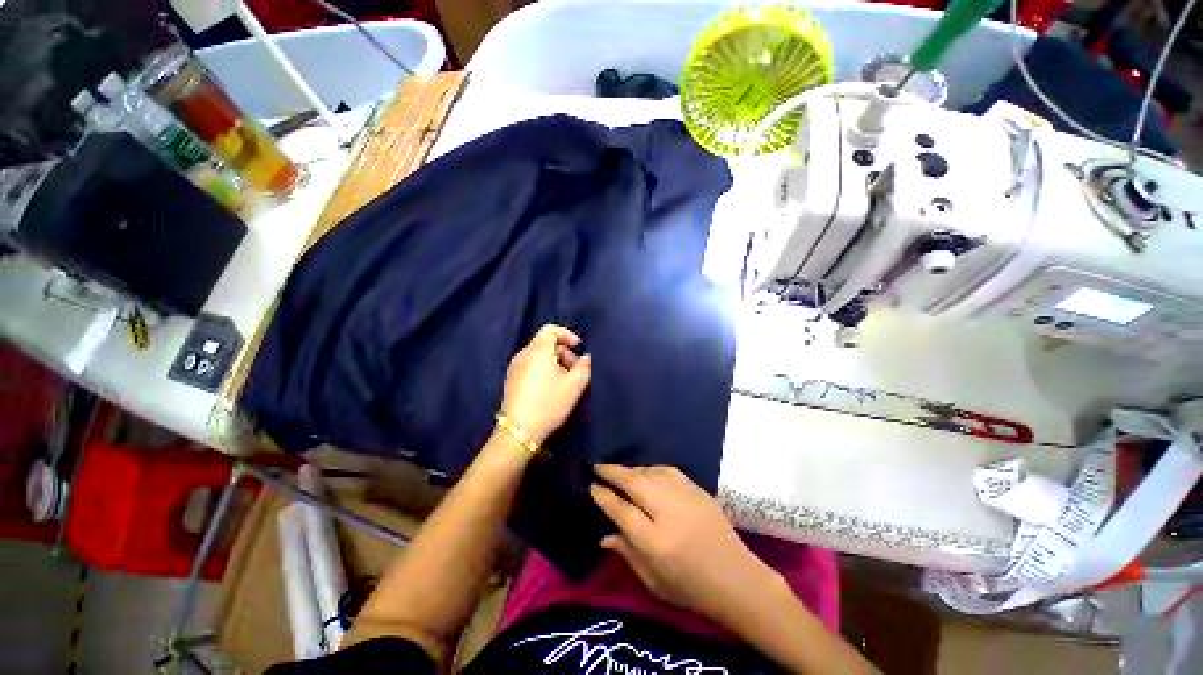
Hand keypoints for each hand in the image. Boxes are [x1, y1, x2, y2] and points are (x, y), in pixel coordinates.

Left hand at [501, 324, 591, 443]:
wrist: (519, 432)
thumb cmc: (549, 404)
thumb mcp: (574, 385)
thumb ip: (584, 367)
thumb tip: (586, 357)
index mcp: (537, 350)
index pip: (551, 329)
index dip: (567, 334)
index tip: (579, 347)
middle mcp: (523, 354)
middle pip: (545, 343)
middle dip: (564, 352)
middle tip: (575, 369)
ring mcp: (514, 368)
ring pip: (538, 355)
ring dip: (554, 362)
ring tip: (565, 381)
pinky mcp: (511, 380)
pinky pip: (530, 365)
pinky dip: (543, 369)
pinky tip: (550, 388)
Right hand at [590, 465, 776, 620]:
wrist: (737, 579)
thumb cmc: (691, 588)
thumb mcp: (653, 581)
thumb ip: (627, 553)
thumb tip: (604, 535)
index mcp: (655, 541)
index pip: (621, 510)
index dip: (604, 496)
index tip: (592, 486)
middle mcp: (668, 512)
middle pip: (634, 482)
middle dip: (613, 471)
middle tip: (597, 466)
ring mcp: (685, 496)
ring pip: (650, 472)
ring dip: (631, 469)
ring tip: (619, 471)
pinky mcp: (697, 489)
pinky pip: (667, 471)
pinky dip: (651, 469)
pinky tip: (645, 473)